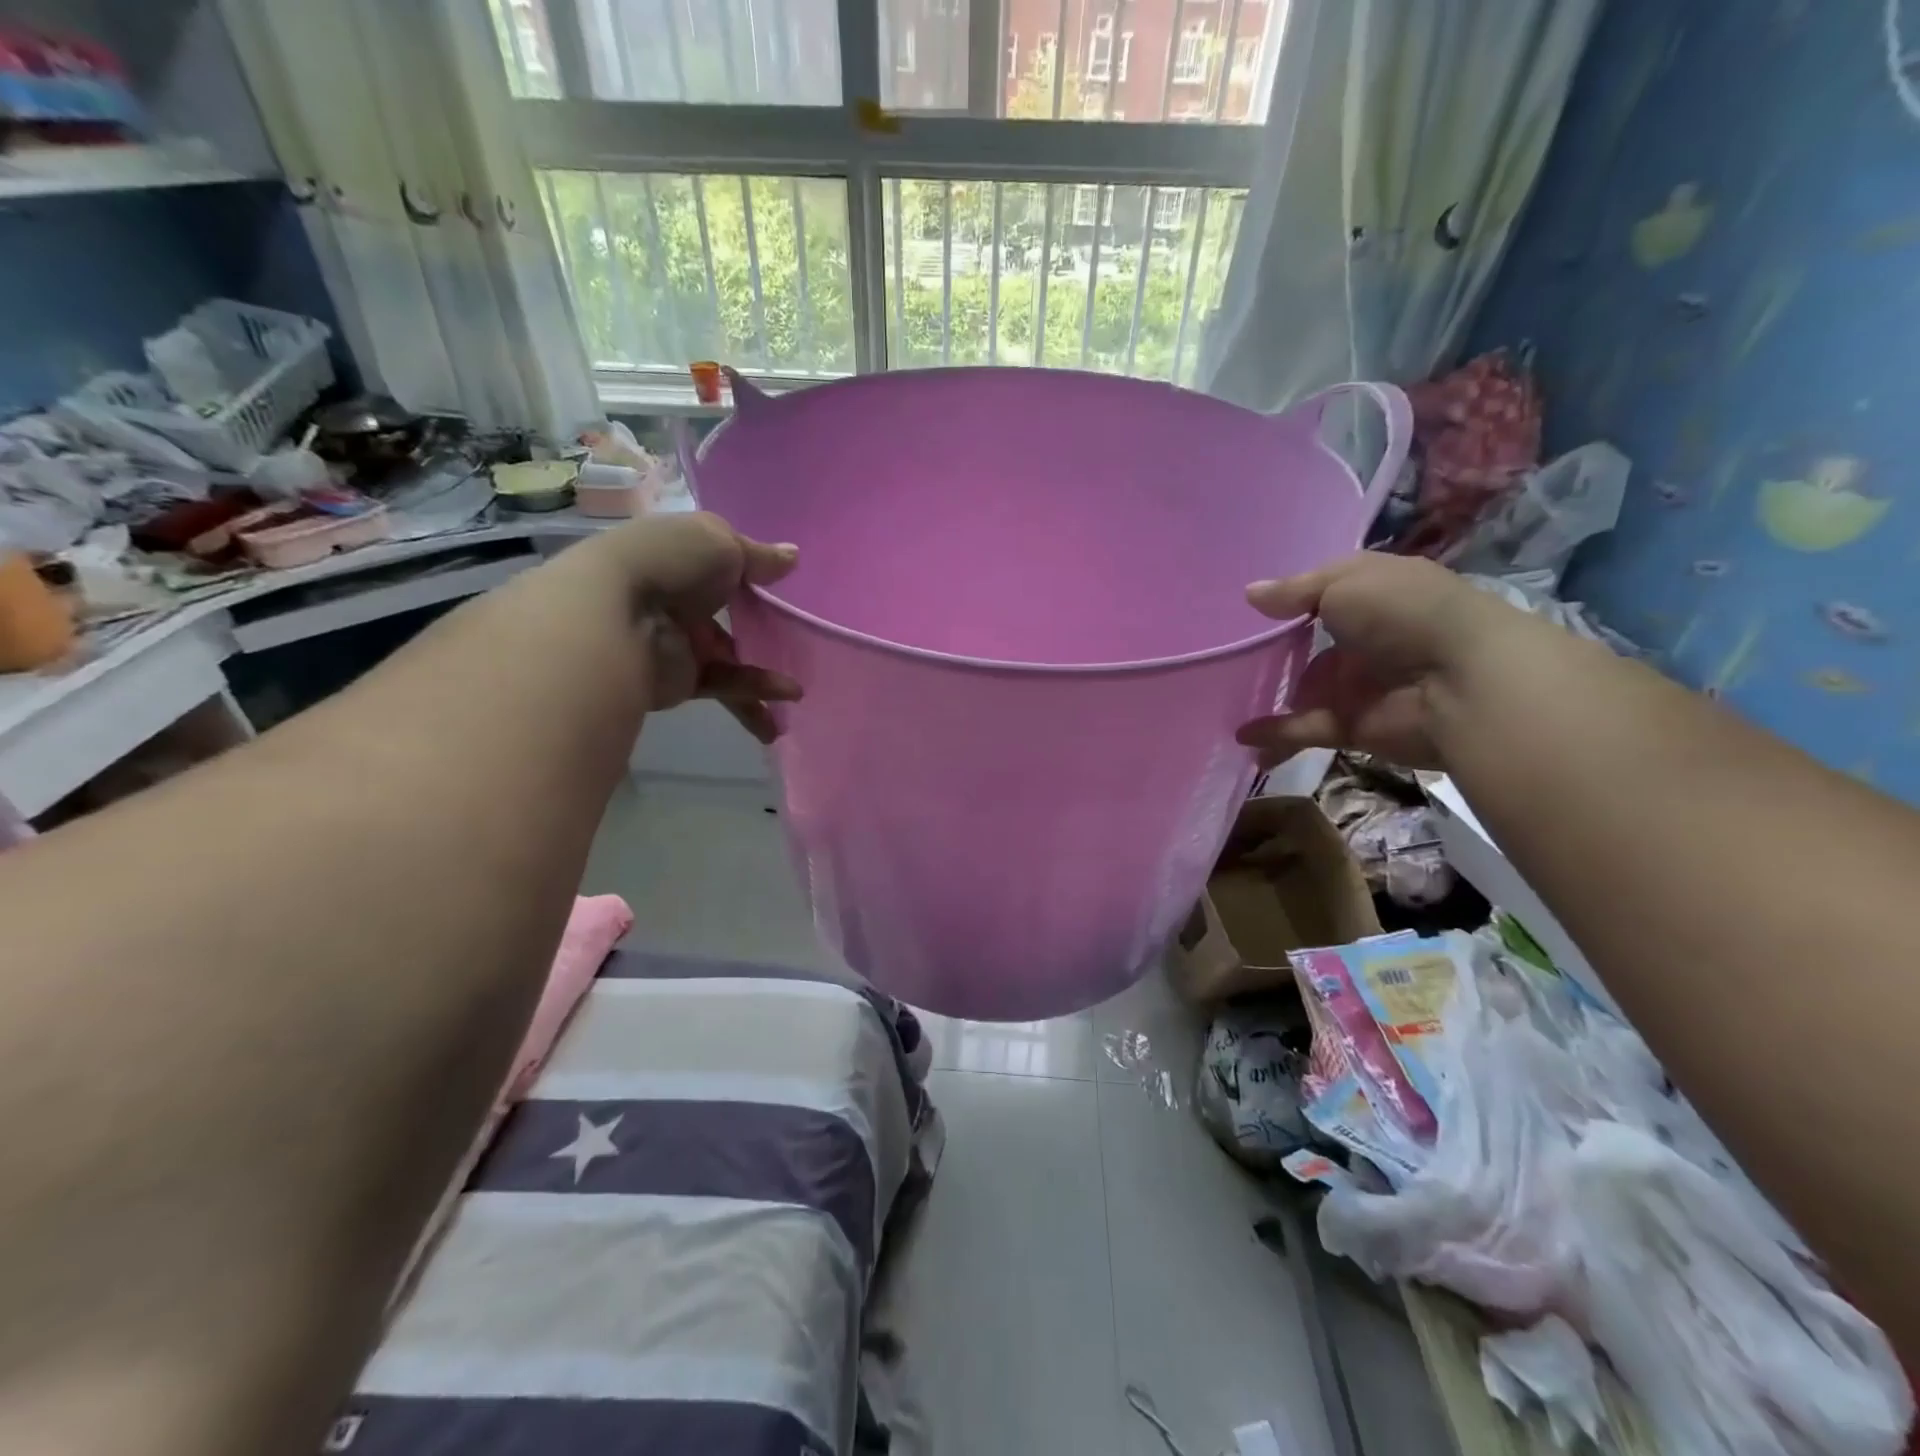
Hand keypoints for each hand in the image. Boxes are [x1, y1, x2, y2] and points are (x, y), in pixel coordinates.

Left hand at [585, 511, 801, 742]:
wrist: (619, 618)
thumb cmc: (671, 563)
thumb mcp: (722, 543)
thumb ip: (760, 557)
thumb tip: (793, 556)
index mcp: (683, 556)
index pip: (721, 562)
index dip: (751, 572)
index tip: (782, 585)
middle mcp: (680, 596)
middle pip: (729, 614)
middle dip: (761, 629)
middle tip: (798, 642)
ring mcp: (680, 640)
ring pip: (731, 658)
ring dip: (764, 677)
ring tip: (797, 693)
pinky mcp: (682, 678)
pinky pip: (726, 685)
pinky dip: (754, 694)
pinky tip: (782, 702)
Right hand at [1235, 552, 1508, 770]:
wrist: (1461, 679)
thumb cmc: (1403, 613)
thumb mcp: (1344, 582)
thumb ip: (1294, 592)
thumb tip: (1250, 593)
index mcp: (1370, 597)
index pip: (1324, 597)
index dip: (1289, 602)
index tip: (1247, 610)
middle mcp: (1363, 640)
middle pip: (1308, 649)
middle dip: (1272, 656)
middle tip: (1227, 660)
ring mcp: (1357, 685)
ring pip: (1303, 692)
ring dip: (1270, 699)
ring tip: (1225, 702)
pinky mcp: (1352, 725)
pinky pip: (1304, 729)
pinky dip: (1274, 735)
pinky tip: (1242, 736)